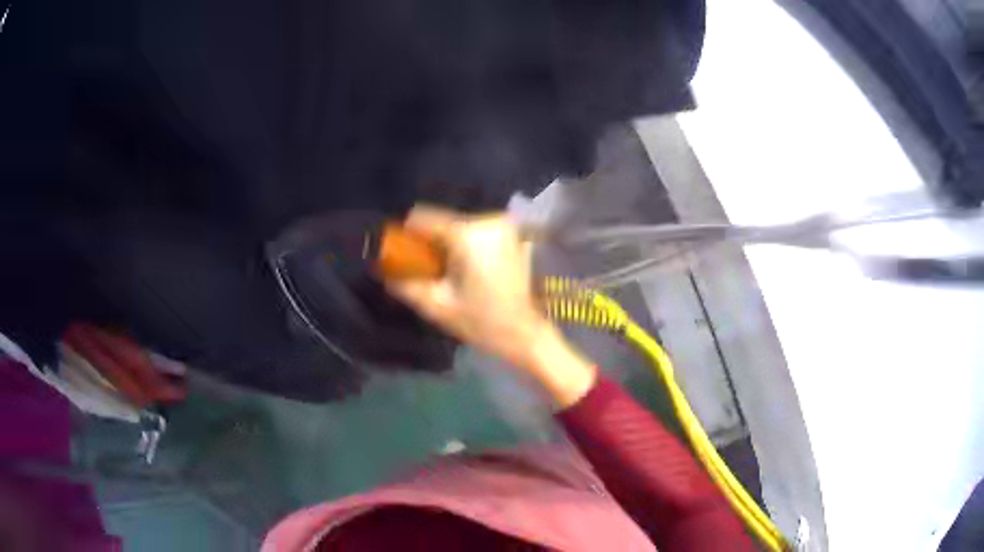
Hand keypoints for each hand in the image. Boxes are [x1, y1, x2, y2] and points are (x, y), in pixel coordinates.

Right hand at [387, 206, 595, 406]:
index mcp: (468, 234)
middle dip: (428, 242)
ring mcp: (503, 226)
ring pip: (459, 225)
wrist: (527, 334)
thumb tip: (383, 271)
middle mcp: (487, 220)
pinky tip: (467, 271)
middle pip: (442, 220)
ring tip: (447, 273)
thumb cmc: (483, 322)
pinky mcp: (511, 235)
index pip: (423, 217)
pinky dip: (465, 246)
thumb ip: (406, 285)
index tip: (401, 254)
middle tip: (425, 269)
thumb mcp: (437, 306)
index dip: (407, 234)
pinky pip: (476, 232)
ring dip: (447, 245)